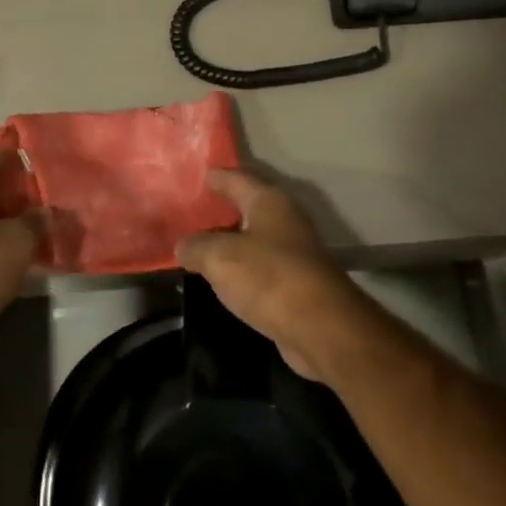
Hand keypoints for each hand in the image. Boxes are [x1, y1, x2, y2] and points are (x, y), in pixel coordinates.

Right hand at [175, 170, 374, 383]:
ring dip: (227, 242)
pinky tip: (219, 277)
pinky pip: (259, 268)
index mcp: (269, 202)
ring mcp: (293, 254)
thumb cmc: (269, 278)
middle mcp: (284, 221)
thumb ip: (195, 247)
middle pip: (246, 207)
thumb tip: (184, 246)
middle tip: (187, 212)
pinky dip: (239, 269)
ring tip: (196, 245)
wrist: (322, 329)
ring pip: (252, 240)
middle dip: (219, 209)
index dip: (215, 177)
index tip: (195, 176)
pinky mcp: (295, 285)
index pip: (236, 178)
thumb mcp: (219, 257)